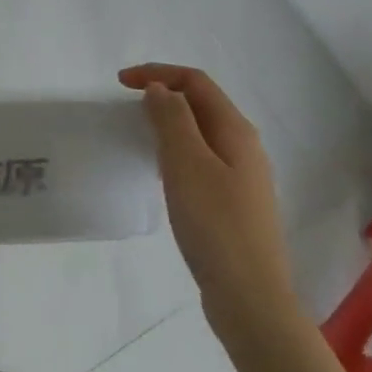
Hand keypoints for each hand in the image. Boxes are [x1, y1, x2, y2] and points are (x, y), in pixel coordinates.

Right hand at [120, 63, 299, 342]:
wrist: (251, 299)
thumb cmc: (215, 225)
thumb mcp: (186, 164)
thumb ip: (172, 119)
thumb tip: (160, 89)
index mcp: (236, 130)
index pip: (196, 81)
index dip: (158, 73)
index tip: (120, 83)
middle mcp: (245, 147)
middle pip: (202, 103)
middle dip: (165, 94)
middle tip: (127, 104)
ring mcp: (243, 177)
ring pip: (202, 133)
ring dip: (171, 123)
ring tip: (140, 133)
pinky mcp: (235, 203)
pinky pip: (203, 159)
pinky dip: (178, 150)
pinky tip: (163, 172)